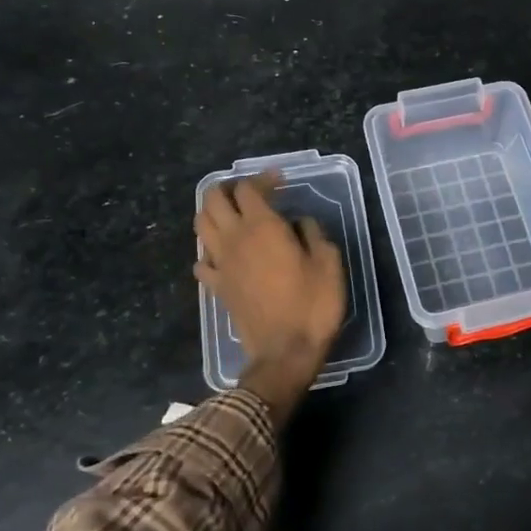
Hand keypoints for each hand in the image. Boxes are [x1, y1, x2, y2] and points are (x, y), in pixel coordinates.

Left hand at [195, 173, 345, 392]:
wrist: (285, 352)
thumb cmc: (313, 304)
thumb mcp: (328, 262)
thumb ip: (313, 233)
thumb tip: (299, 222)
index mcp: (263, 227)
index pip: (249, 188)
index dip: (263, 179)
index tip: (280, 182)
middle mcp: (234, 238)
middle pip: (213, 199)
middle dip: (229, 189)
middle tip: (250, 193)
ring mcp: (221, 263)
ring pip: (201, 225)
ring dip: (213, 213)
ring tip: (233, 217)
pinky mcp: (216, 287)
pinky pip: (202, 261)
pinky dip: (209, 251)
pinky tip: (224, 255)